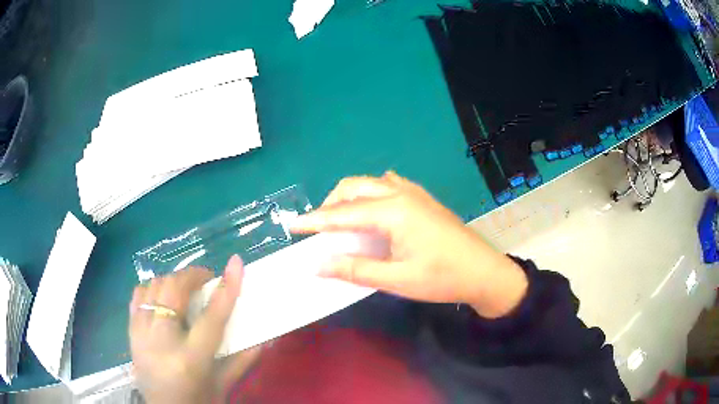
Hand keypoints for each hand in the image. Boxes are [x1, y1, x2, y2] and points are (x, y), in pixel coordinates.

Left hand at [129, 256, 258, 403]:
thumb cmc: (197, 401)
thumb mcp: (222, 385)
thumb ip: (242, 360)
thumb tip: (264, 336)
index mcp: (191, 361)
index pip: (212, 318)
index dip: (226, 288)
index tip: (236, 263)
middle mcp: (162, 342)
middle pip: (174, 291)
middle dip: (193, 276)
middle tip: (207, 279)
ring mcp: (141, 334)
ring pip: (154, 286)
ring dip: (173, 281)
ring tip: (186, 288)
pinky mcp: (130, 331)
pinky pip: (138, 294)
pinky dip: (153, 288)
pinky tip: (163, 296)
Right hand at [291, 171, 527, 317]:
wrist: (484, 271)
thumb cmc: (442, 278)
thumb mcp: (396, 280)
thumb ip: (355, 270)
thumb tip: (317, 265)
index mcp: (393, 211)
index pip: (343, 213)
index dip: (315, 220)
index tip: (293, 226)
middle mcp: (401, 193)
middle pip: (353, 186)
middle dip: (331, 204)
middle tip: (320, 229)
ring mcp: (414, 192)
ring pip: (370, 183)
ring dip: (350, 197)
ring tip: (343, 222)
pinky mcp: (422, 198)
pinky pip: (388, 185)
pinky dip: (370, 194)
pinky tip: (373, 212)